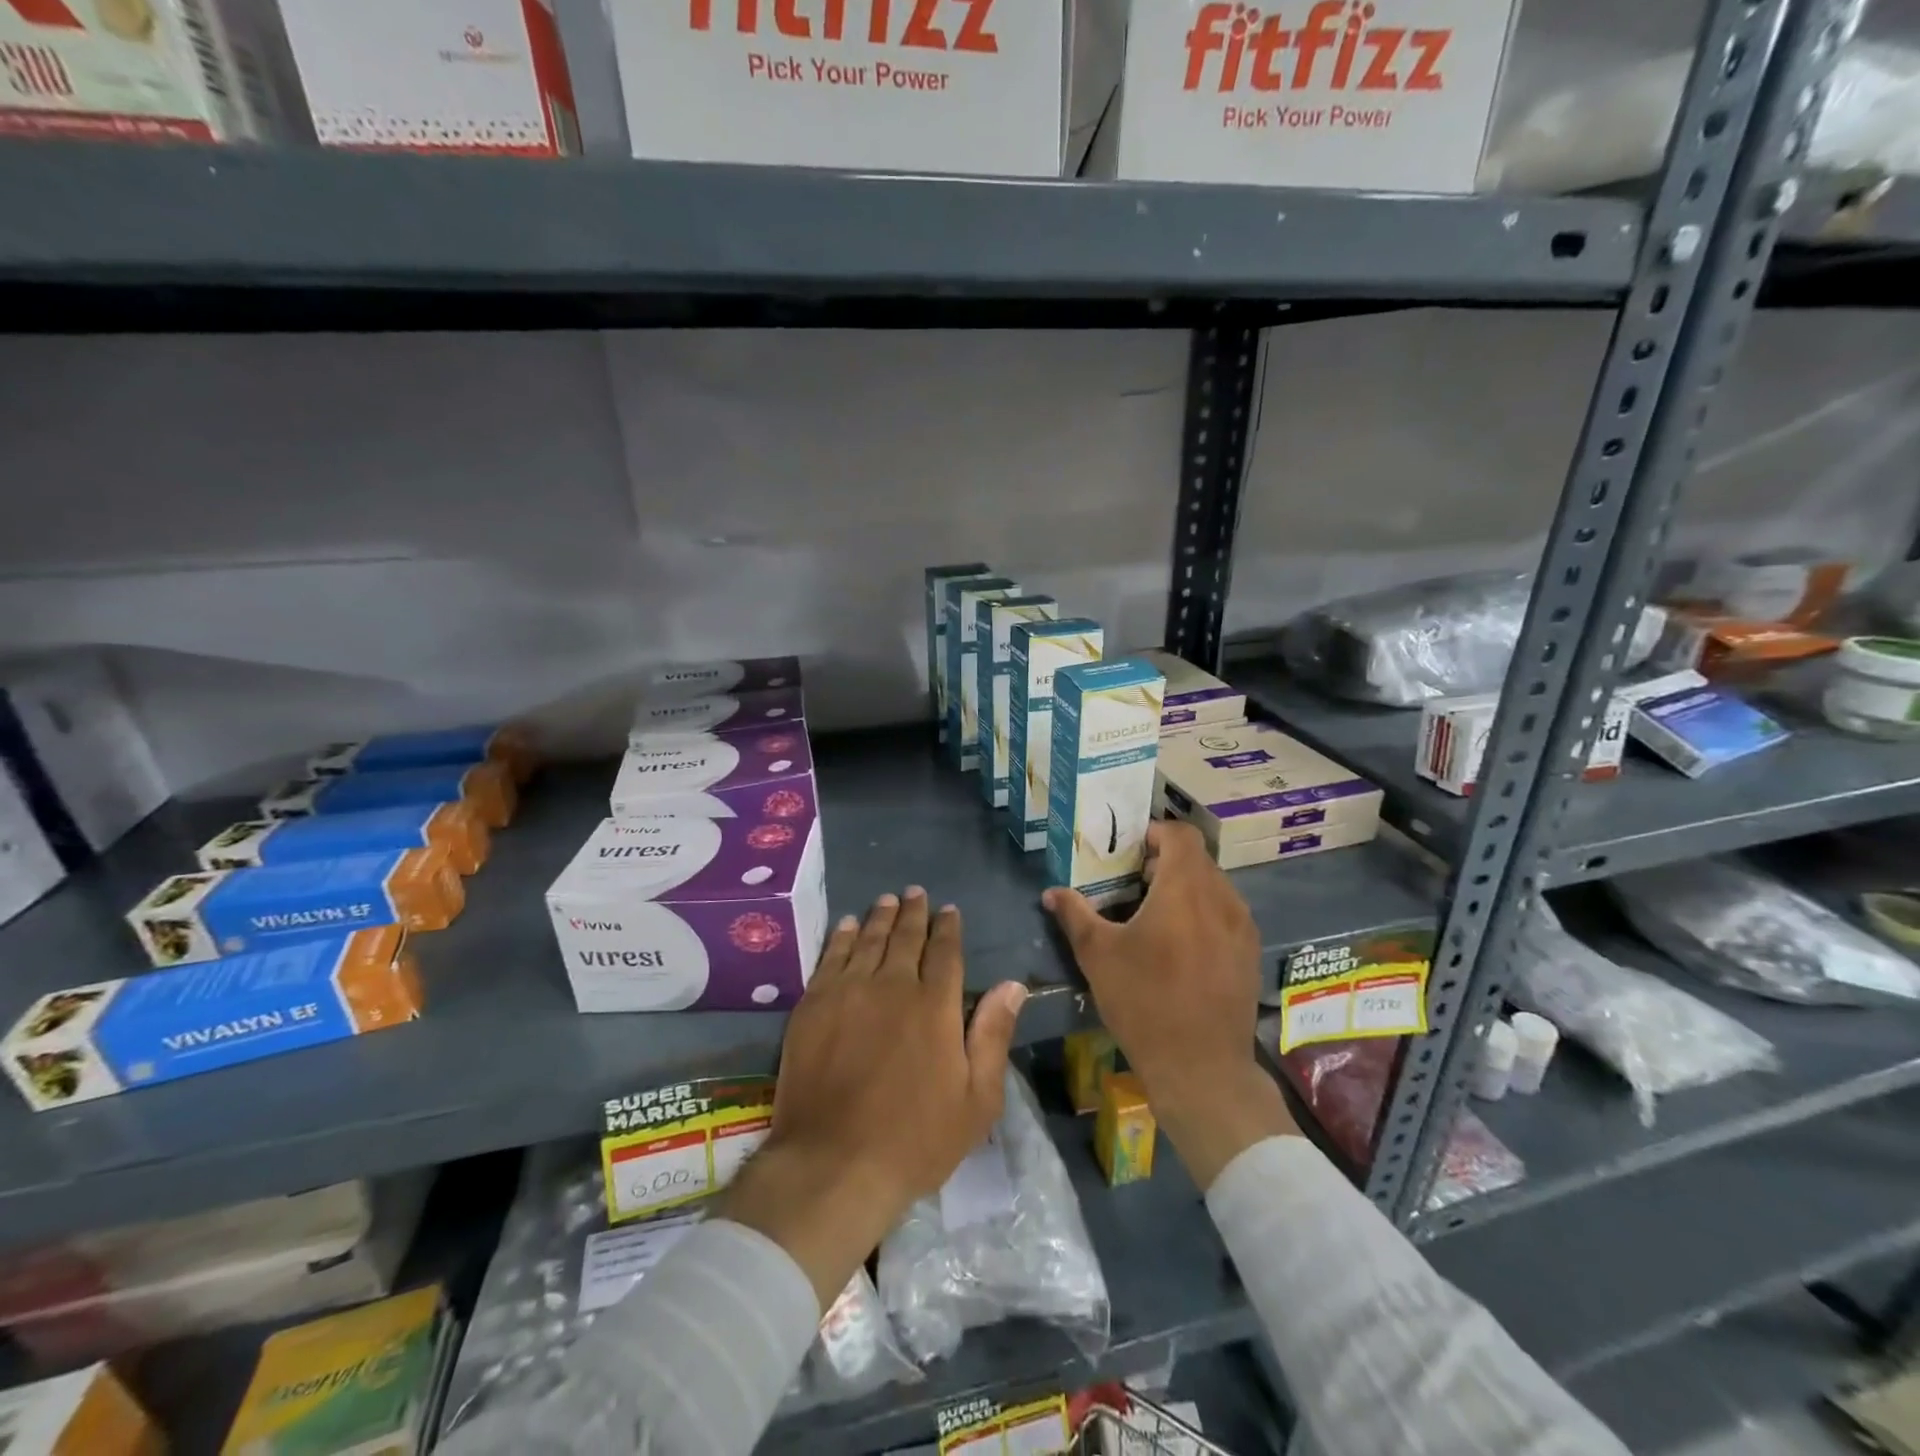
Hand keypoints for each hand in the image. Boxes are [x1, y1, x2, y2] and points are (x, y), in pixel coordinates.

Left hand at [720, 887, 1028, 1307]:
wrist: (834, 1163)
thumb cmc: (915, 1139)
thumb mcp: (976, 1099)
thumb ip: (993, 1034)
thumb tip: (1013, 984)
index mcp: (936, 1005)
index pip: (946, 952)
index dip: (948, 928)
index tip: (949, 910)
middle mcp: (893, 985)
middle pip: (906, 937)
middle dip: (914, 912)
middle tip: (916, 893)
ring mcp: (849, 991)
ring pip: (870, 939)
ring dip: (881, 916)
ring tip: (887, 899)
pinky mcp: (814, 1004)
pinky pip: (832, 956)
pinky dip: (843, 936)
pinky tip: (848, 925)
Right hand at [1043, 820, 1296, 1189]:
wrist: (1201, 1068)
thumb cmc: (1144, 1002)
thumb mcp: (1099, 956)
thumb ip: (1075, 915)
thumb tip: (1051, 893)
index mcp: (1185, 889)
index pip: (1181, 834)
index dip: (1155, 832)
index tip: (1129, 850)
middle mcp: (1222, 898)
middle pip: (1198, 859)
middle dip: (1165, 862)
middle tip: (1133, 883)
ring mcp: (1242, 927)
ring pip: (1214, 886)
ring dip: (1186, 888)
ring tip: (1155, 915)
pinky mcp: (1250, 954)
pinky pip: (1226, 914)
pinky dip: (1203, 913)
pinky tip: (1181, 945)